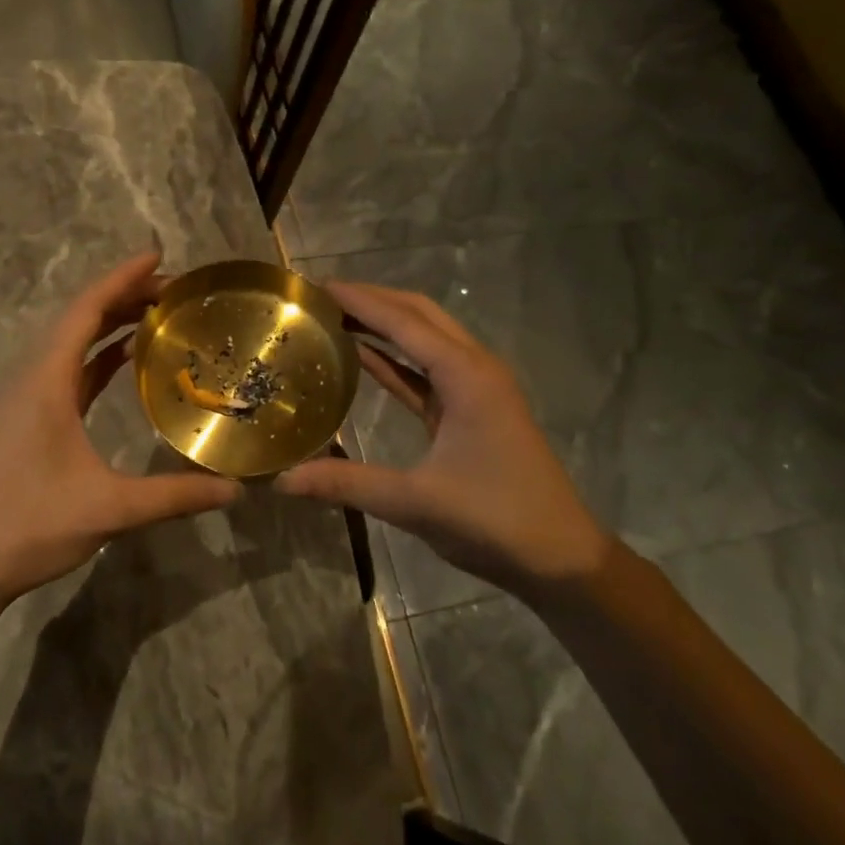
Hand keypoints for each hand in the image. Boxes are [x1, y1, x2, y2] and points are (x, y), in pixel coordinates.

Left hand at [0, 253, 240, 611]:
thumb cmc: (30, 526)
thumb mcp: (110, 509)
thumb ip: (175, 495)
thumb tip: (235, 489)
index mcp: (44, 380)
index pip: (85, 309)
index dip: (121, 278)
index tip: (157, 256)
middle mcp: (29, 376)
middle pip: (77, 317)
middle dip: (123, 296)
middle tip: (173, 291)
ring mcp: (21, 396)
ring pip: (68, 342)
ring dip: (107, 323)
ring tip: (155, 315)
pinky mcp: (22, 417)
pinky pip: (63, 368)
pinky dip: (94, 354)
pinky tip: (123, 359)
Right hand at [279, 281, 610, 593]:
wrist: (561, 558)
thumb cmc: (496, 521)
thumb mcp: (416, 502)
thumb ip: (347, 484)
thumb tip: (284, 479)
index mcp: (466, 376)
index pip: (404, 322)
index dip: (359, 301)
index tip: (316, 286)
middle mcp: (474, 369)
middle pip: (419, 315)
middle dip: (372, 300)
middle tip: (321, 297)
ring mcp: (475, 388)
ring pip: (425, 338)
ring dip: (383, 324)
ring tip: (334, 316)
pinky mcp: (471, 409)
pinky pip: (426, 369)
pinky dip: (394, 357)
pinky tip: (361, 356)